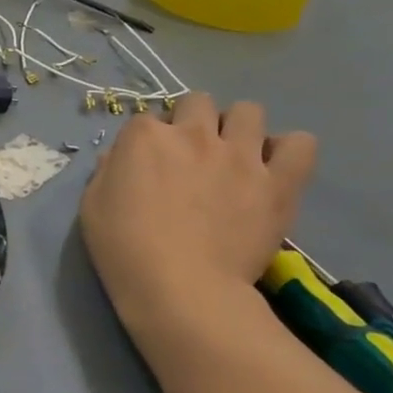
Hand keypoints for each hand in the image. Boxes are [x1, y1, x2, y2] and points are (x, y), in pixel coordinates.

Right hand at [80, 93, 317, 322]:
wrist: (180, 289)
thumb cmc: (124, 250)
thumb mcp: (91, 208)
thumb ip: (106, 173)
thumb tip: (119, 157)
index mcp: (144, 137)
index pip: (145, 120)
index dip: (147, 142)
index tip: (147, 166)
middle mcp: (193, 134)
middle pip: (197, 102)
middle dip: (192, 122)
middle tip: (190, 157)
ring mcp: (241, 154)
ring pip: (248, 111)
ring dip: (237, 129)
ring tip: (233, 159)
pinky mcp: (279, 181)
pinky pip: (300, 144)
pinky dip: (287, 151)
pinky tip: (272, 170)